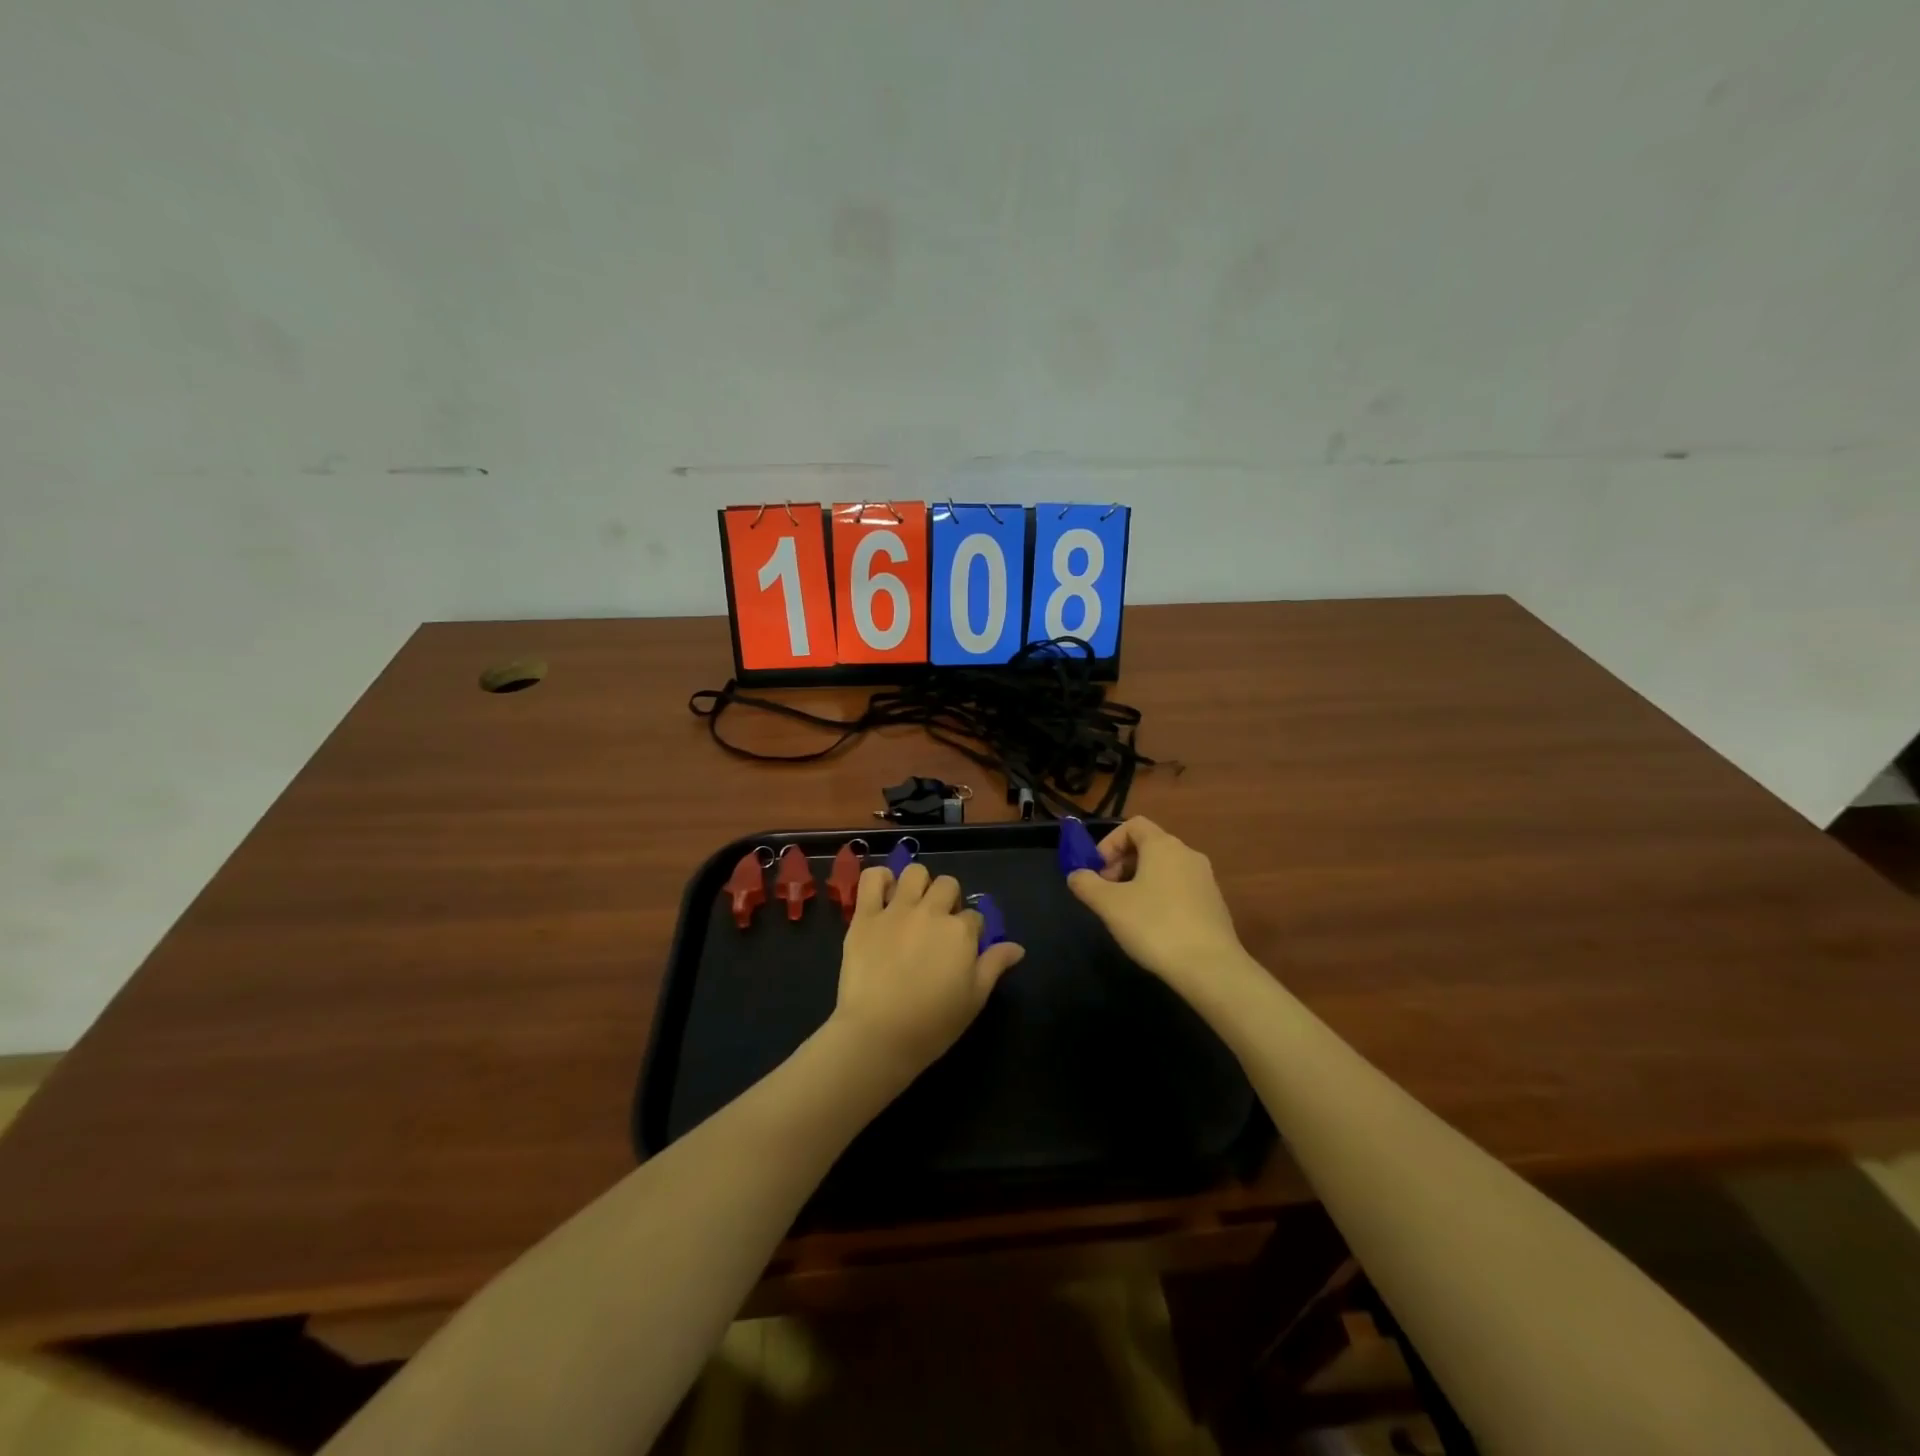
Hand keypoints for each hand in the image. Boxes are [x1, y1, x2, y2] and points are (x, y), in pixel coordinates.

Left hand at [830, 862, 1024, 1083]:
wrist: (878, 1034)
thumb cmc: (932, 1024)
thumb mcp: (974, 999)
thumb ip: (994, 965)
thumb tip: (1017, 947)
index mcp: (960, 932)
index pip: (975, 917)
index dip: (971, 931)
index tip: (963, 949)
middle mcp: (931, 912)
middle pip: (948, 885)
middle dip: (948, 899)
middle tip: (939, 925)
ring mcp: (896, 910)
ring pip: (915, 872)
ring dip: (918, 883)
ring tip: (913, 904)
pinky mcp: (865, 916)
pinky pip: (872, 878)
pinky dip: (879, 879)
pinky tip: (884, 894)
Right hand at [1067, 818, 1250, 1000]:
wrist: (1211, 968)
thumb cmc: (1154, 926)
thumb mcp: (1109, 905)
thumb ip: (1086, 884)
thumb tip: (1076, 874)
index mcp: (1163, 846)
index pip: (1133, 825)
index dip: (1109, 843)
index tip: (1097, 870)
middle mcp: (1188, 854)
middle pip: (1149, 846)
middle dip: (1122, 863)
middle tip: (1107, 892)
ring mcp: (1205, 879)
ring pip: (1164, 868)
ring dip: (1140, 881)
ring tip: (1127, 912)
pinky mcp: (1214, 904)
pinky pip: (1180, 888)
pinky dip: (1161, 896)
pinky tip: (1153, 927)